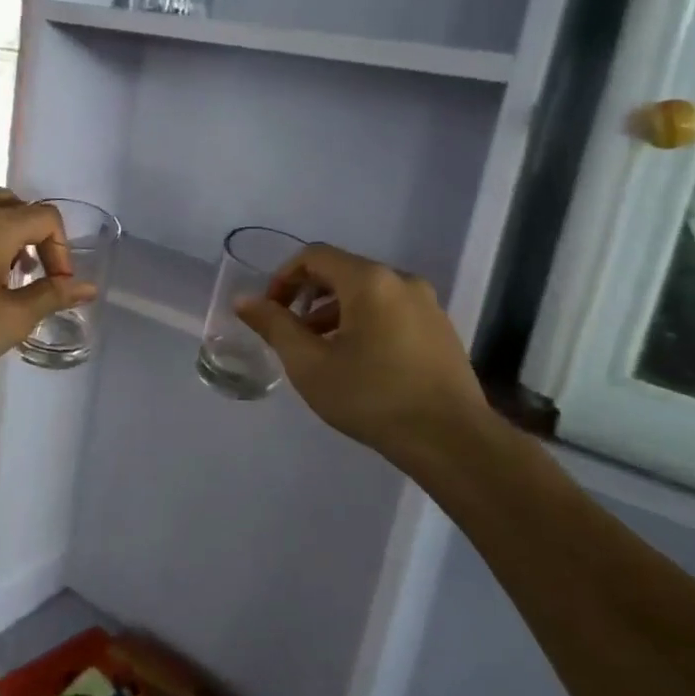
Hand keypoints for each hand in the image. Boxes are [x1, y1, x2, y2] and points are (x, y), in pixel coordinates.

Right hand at [236, 244, 490, 465]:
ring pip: (368, 294)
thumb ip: (274, 326)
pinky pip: (392, 311)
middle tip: (289, 332)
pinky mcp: (440, 329)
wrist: (450, 439)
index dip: (283, 278)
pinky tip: (357, 362)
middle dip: (308, 296)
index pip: (315, 256)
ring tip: (319, 351)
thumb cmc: (371, 397)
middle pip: (343, 272)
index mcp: (369, 281)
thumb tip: (244, 300)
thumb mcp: (309, 364)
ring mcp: (427, 304)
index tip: (269, 311)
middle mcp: (402, 281)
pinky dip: (364, 323)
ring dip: (335, 312)